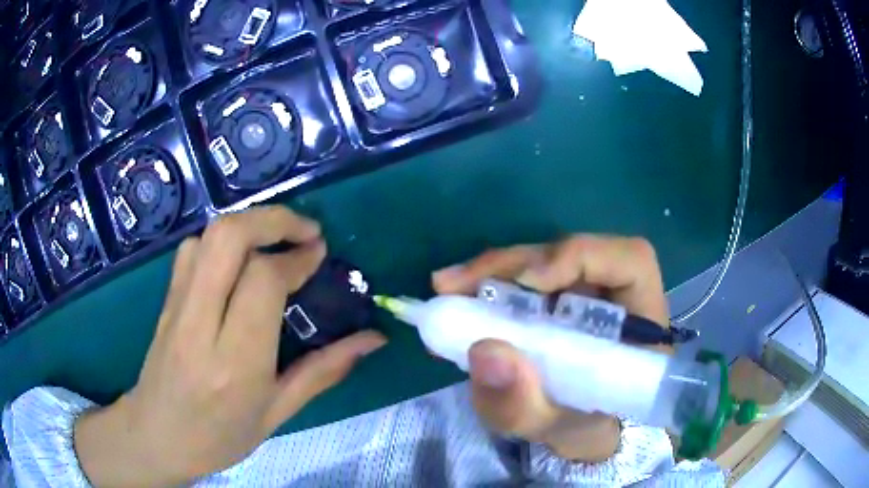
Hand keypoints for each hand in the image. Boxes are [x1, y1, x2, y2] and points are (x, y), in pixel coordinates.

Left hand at [74, 206, 386, 485]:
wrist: (156, 436)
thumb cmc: (219, 436)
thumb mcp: (277, 412)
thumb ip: (324, 371)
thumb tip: (372, 340)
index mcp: (234, 363)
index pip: (262, 281)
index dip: (296, 257)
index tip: (319, 254)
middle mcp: (200, 324)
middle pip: (228, 237)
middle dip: (273, 219)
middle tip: (305, 230)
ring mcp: (176, 306)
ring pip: (208, 236)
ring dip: (248, 225)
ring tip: (276, 240)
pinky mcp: (166, 298)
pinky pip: (192, 249)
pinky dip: (221, 239)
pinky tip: (238, 260)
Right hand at [433, 235, 668, 461]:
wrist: (580, 431)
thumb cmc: (583, 429)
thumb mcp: (553, 432)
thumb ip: (523, 406)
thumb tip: (484, 350)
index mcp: (641, 322)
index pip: (630, 261)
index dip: (582, 256)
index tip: (529, 282)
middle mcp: (617, 294)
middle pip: (572, 253)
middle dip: (513, 263)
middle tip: (455, 284)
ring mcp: (586, 291)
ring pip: (543, 261)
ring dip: (493, 271)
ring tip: (448, 288)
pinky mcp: (559, 297)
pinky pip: (526, 279)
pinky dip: (491, 285)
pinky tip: (461, 296)